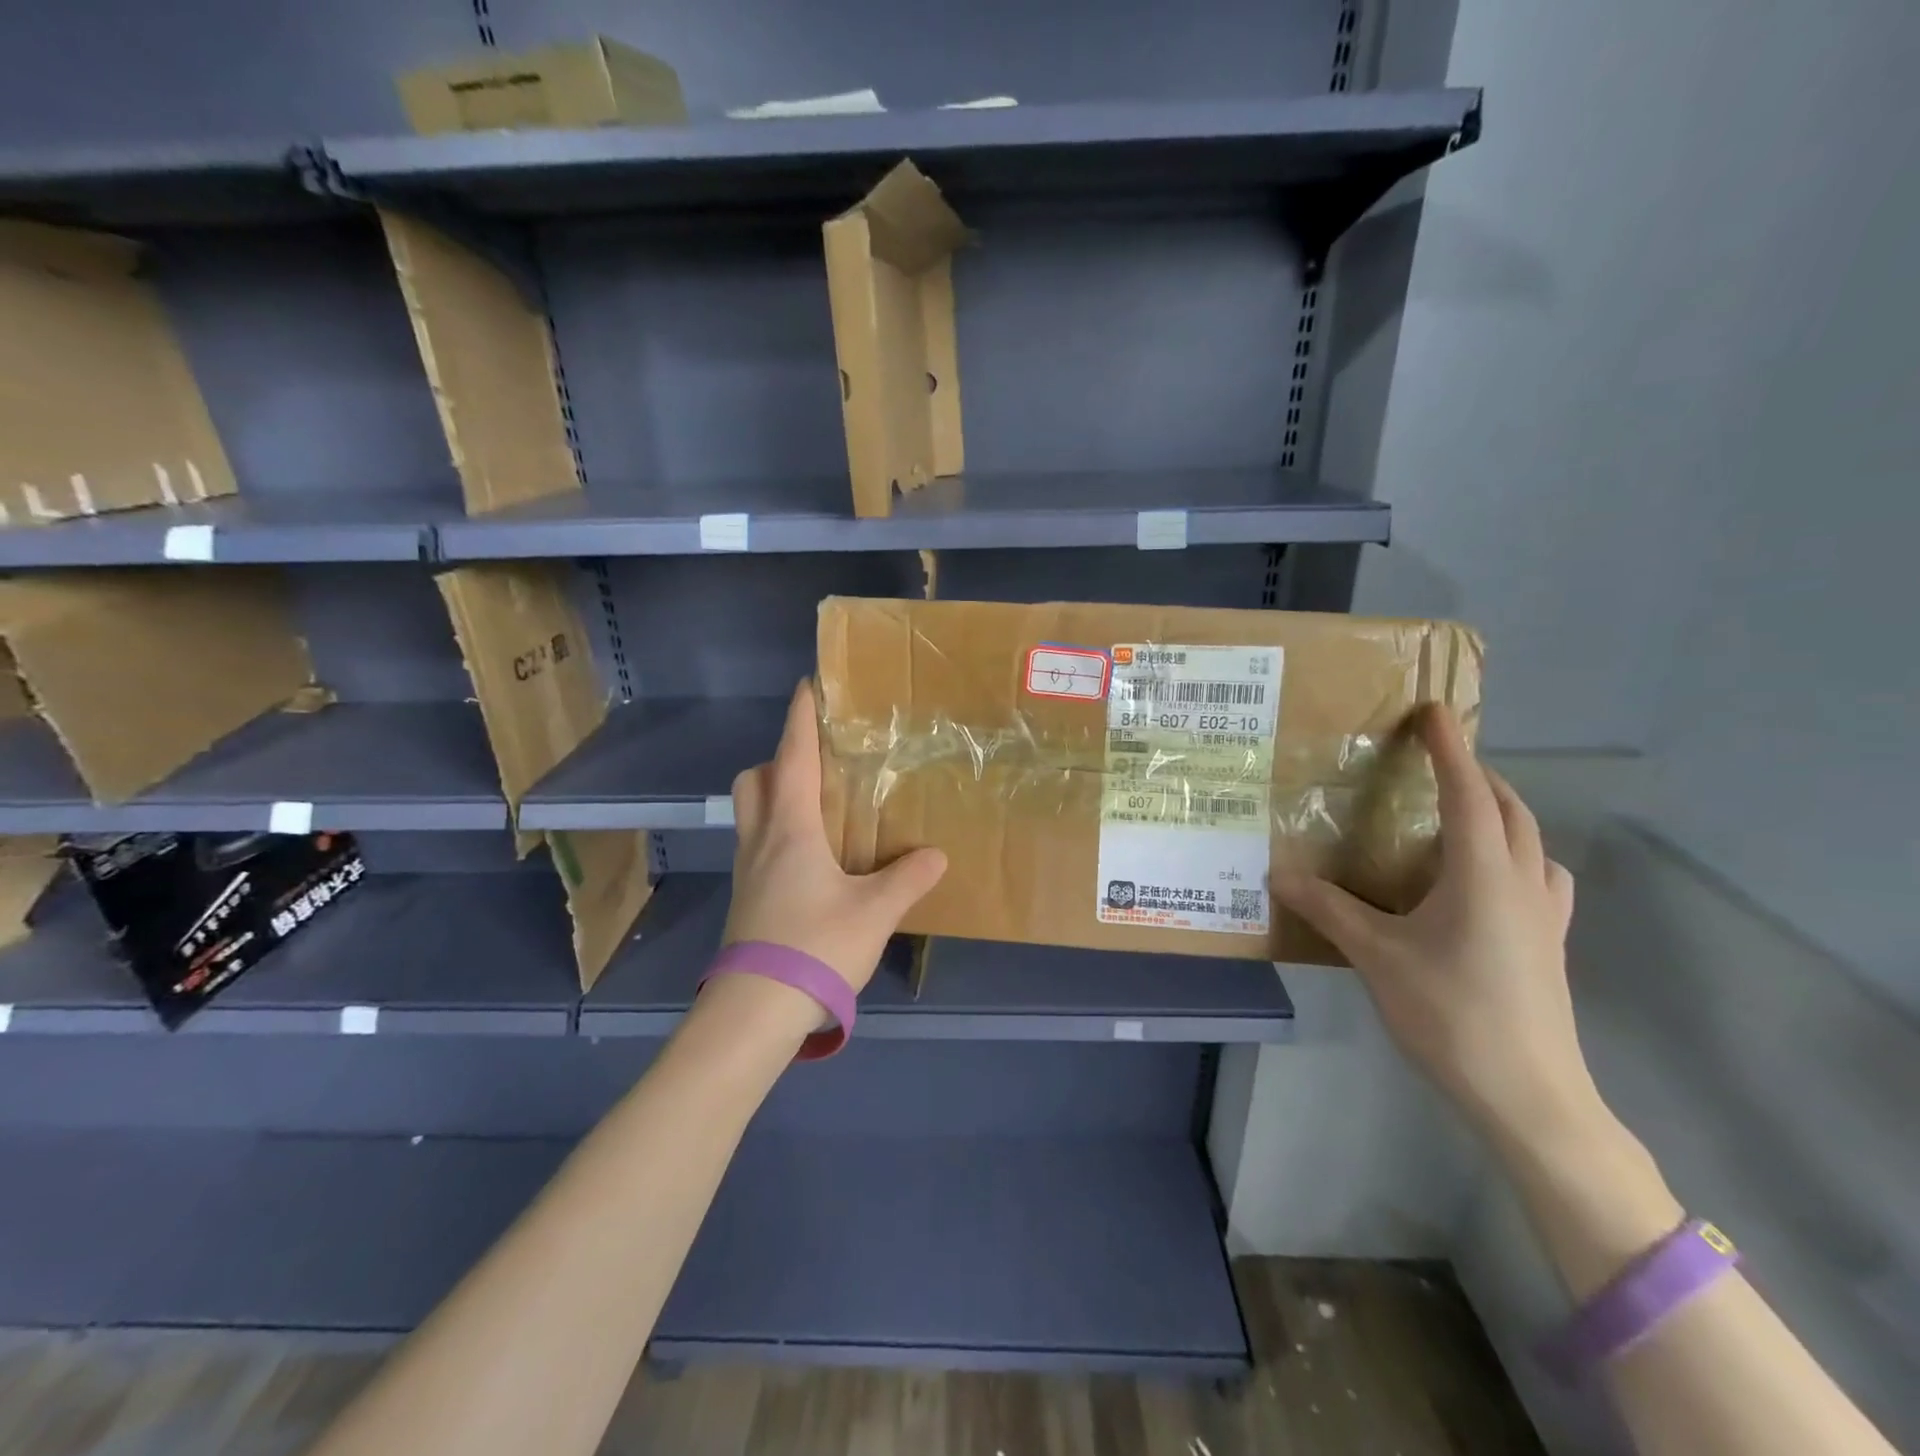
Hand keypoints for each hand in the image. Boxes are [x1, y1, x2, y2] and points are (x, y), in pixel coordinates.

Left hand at [723, 680, 947, 993]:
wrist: (755, 1011)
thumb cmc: (815, 946)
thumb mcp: (875, 912)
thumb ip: (907, 879)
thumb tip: (935, 856)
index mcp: (790, 829)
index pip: (792, 757)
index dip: (800, 719)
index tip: (806, 686)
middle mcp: (761, 841)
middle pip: (754, 780)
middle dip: (778, 758)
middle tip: (816, 761)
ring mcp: (747, 871)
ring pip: (750, 813)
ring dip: (775, 794)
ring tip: (818, 805)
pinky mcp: (746, 899)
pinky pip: (757, 844)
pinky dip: (778, 831)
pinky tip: (812, 857)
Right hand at [1271, 705, 1597, 1150]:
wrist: (1530, 1096)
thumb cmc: (1451, 1014)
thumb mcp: (1376, 956)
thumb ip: (1328, 909)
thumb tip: (1278, 874)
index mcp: (1482, 874)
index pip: (1468, 793)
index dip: (1450, 749)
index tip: (1434, 712)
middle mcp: (1522, 883)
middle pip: (1510, 809)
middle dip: (1477, 775)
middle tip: (1436, 763)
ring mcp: (1545, 916)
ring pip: (1533, 842)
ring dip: (1502, 814)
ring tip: (1462, 817)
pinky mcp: (1550, 946)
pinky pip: (1540, 878)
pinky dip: (1517, 856)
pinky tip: (1488, 882)